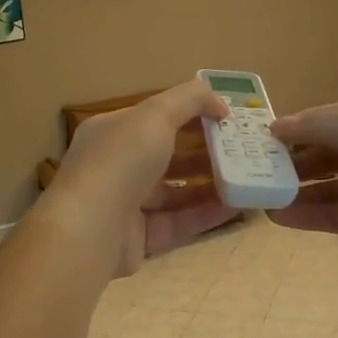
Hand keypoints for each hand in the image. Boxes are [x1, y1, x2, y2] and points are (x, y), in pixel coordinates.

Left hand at [42, 80, 234, 275]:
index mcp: (113, 131)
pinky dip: (206, 214)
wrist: (89, 228)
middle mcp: (117, 165)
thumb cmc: (121, 160)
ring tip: (248, 179)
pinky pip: (179, 222)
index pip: (156, 117)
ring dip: (211, 184)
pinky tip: (238, 207)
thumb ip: (190, 99)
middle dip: (206, 151)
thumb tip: (219, 104)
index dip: (192, 114)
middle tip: (244, 150)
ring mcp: (126, 204)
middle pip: (168, 155)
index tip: (228, 118)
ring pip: (176, 192)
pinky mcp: (139, 238)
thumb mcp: (156, 114)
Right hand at [269, 94, 337, 268]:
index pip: (326, 119)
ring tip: (259, 198)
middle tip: (253, 172)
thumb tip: (275, 128)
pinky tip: (279, 217)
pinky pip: (337, 216)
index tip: (259, 142)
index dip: (294, 129)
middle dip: (291, 162)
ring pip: (328, 187)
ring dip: (296, 192)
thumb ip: (313, 128)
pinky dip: (309, 216)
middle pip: (325, 154)